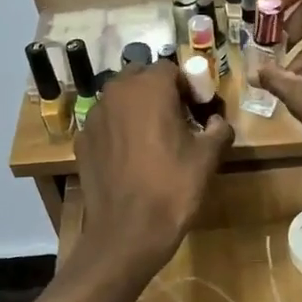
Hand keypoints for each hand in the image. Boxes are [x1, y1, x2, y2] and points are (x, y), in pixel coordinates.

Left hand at [35, 64, 232, 301]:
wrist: (127, 232)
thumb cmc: (173, 188)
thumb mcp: (208, 157)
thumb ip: (219, 129)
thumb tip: (217, 121)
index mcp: (149, 87)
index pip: (171, 69)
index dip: (188, 86)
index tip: (199, 109)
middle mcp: (116, 92)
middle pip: (141, 78)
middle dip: (160, 92)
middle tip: (178, 120)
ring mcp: (94, 116)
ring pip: (121, 100)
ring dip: (138, 109)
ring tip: (154, 139)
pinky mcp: (82, 141)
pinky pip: (106, 124)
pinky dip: (120, 131)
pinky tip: (132, 158)